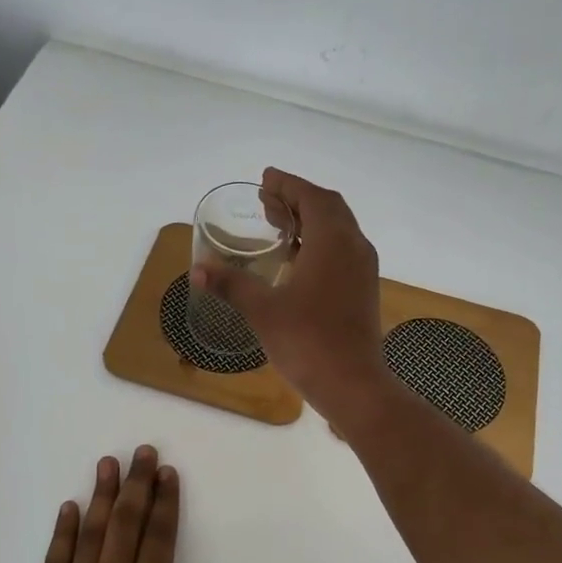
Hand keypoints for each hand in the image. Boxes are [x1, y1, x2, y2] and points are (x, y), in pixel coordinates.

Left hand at [8, 447, 234, 562]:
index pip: (160, 537)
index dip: (166, 502)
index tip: (167, 472)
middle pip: (126, 523)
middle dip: (136, 484)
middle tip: (142, 451)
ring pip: (91, 534)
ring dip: (101, 496)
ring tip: (108, 463)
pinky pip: (55, 561)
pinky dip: (63, 532)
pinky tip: (69, 509)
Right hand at [192, 168, 389, 418]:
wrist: (353, 384)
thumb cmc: (307, 341)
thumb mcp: (262, 310)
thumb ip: (231, 284)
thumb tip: (198, 270)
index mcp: (332, 241)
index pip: (311, 197)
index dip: (287, 185)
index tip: (266, 179)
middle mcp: (354, 247)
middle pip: (328, 208)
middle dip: (297, 199)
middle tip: (267, 199)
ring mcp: (363, 269)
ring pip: (338, 229)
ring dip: (310, 220)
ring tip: (278, 223)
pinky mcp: (363, 289)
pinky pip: (343, 249)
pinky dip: (320, 241)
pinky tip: (297, 258)